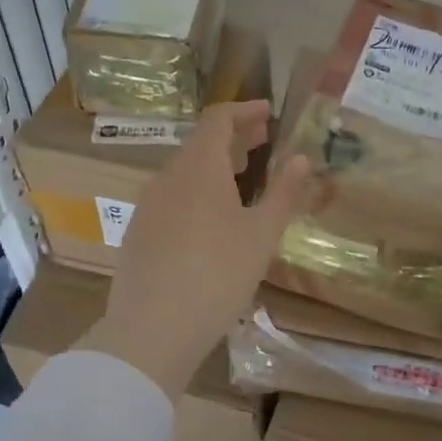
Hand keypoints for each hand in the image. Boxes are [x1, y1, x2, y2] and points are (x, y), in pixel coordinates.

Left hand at [81, 101, 314, 396]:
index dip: (245, 111)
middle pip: (201, 142)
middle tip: (264, 141)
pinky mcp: (139, 232)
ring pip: (185, 170)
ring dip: (216, 165)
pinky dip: (197, 190)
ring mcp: (148, 204)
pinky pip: (173, 196)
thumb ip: (283, 192)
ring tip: (243, 176)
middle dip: (234, 137)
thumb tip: (302, 158)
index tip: (269, 113)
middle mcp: (168, 176)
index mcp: (199, 167)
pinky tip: (212, 218)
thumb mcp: (261, 234)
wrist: (152, 329)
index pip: (219, 119)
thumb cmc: (218, 274)